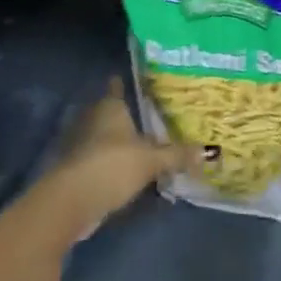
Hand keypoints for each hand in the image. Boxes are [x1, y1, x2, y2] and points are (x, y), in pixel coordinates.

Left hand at [40, 77, 202, 242]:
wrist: (72, 202)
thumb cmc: (112, 165)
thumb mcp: (151, 160)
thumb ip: (177, 155)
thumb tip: (207, 151)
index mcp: (110, 108)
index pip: (116, 88)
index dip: (122, 83)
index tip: (129, 79)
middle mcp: (93, 120)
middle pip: (109, 113)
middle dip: (124, 115)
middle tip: (146, 115)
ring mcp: (82, 146)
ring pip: (103, 137)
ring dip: (116, 142)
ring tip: (141, 144)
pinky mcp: (78, 170)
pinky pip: (99, 160)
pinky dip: (110, 163)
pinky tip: (127, 171)